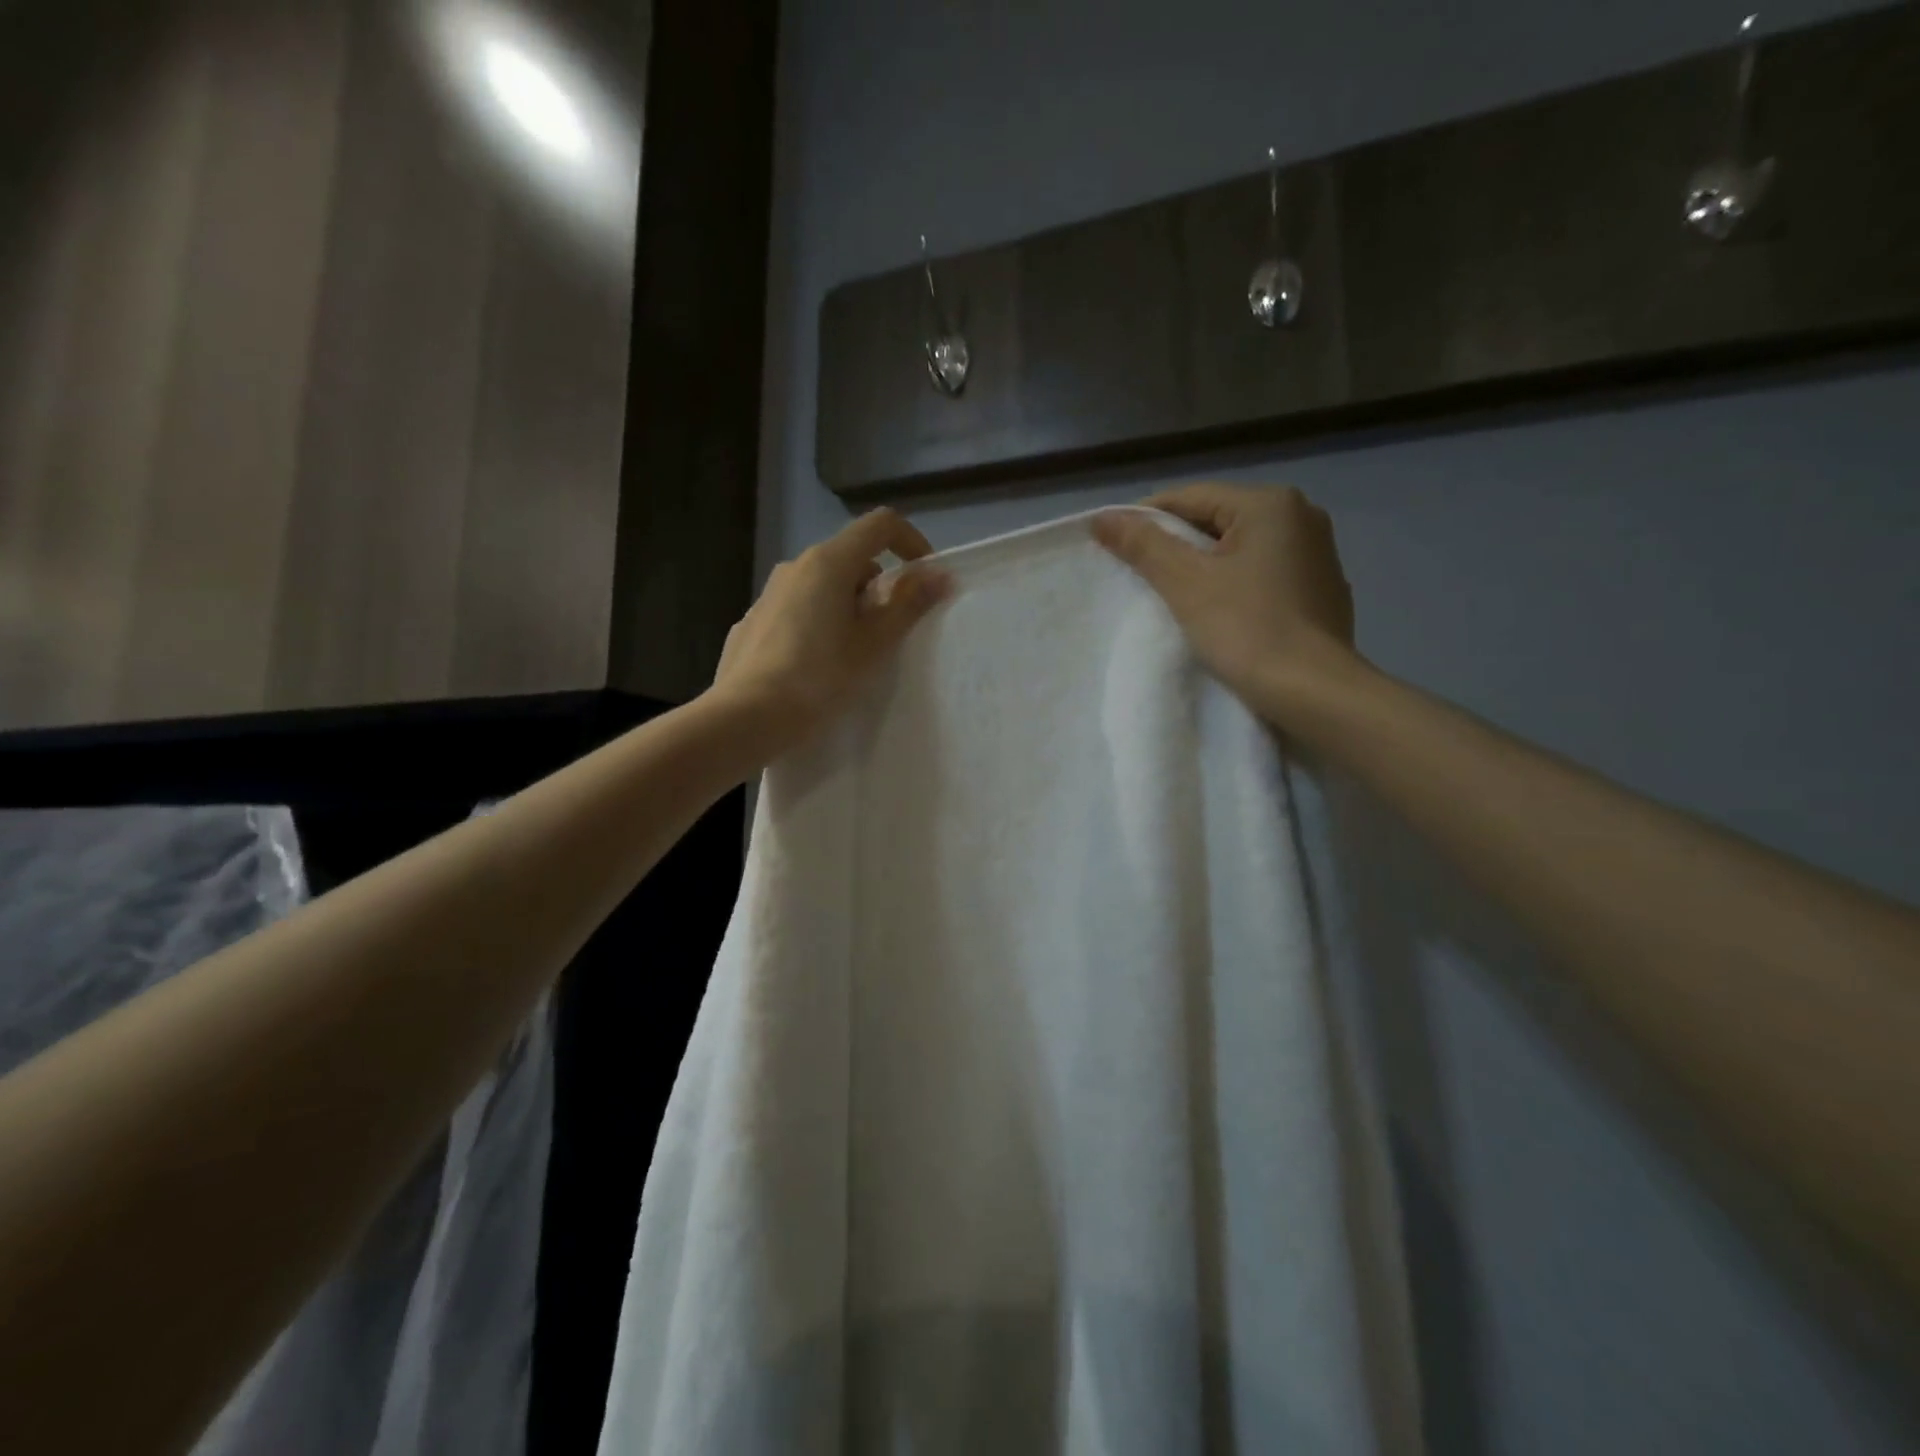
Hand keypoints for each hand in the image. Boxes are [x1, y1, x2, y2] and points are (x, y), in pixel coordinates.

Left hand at [710, 507, 949, 753]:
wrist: (747, 716)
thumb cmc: (820, 677)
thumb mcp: (874, 644)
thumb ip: (909, 604)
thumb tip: (939, 575)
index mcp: (829, 562)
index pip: (880, 525)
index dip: (910, 542)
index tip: (923, 578)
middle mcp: (795, 566)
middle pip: (851, 557)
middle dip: (878, 586)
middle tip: (887, 632)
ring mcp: (769, 593)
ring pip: (822, 585)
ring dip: (847, 605)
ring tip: (852, 653)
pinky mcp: (753, 621)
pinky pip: (798, 609)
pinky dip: (818, 622)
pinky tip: (815, 665)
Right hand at [1093, 484, 1359, 726]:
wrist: (1314, 693)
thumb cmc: (1247, 629)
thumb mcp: (1186, 583)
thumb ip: (1143, 544)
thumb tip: (1103, 517)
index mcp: (1270, 504)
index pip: (1190, 498)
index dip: (1145, 520)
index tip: (1113, 547)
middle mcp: (1301, 516)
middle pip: (1216, 520)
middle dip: (1175, 545)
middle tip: (1139, 575)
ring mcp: (1317, 554)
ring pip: (1240, 549)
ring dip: (1204, 566)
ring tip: (1173, 596)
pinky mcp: (1321, 590)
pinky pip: (1263, 573)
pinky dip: (1234, 584)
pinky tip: (1218, 612)